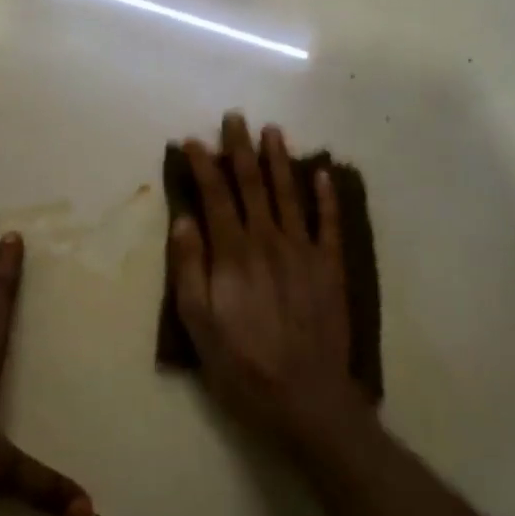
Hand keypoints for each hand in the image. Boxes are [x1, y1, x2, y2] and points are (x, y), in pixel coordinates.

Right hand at [170, 115, 374, 455]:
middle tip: (235, 118)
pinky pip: (329, 223)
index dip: (203, 165)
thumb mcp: (197, 323)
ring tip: (273, 131)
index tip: (192, 140)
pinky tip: (322, 172)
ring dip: (279, 160)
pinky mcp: (331, 267)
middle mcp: (269, 241)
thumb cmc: (241, 364)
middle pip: (252, 185)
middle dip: (240, 149)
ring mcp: (304, 252)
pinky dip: (326, 196)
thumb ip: (189, 268)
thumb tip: (183, 220)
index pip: (215, 196)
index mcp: (233, 253)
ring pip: (289, 194)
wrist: (306, 398)